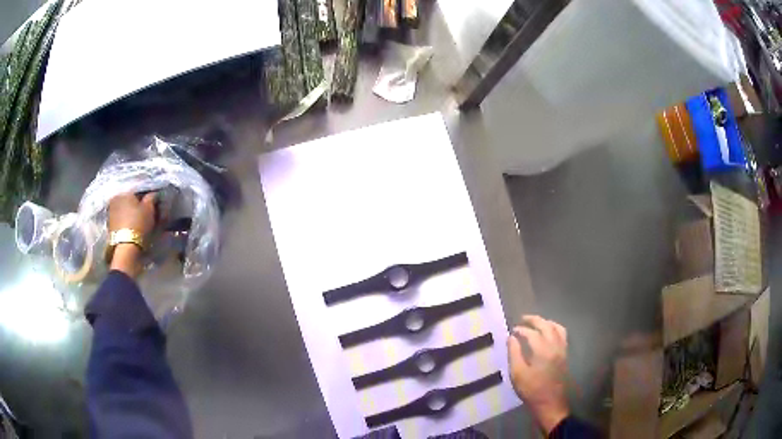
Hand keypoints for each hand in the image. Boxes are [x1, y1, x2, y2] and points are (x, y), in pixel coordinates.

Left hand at [108, 192, 156, 277]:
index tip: (152, 201)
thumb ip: (151, 198)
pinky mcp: (109, 224)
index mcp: (125, 191)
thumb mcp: (149, 209)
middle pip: (129, 198)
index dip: (146, 195)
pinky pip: (120, 218)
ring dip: (130, 212)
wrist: (125, 247)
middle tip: (146, 211)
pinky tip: (132, 226)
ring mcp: (110, 211)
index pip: (137, 189)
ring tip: (139, 220)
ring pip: (124, 208)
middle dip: (137, 203)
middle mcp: (116, 198)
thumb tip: (152, 193)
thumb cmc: (138, 223)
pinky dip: (126, 220)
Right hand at [507, 315, 568, 434]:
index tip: (512, 331)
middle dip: (534, 320)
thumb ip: (514, 353)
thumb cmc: (531, 390)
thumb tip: (511, 338)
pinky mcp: (565, 355)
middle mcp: (555, 346)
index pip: (532, 333)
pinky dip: (555, 328)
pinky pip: (562, 335)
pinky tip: (548, 333)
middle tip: (523, 319)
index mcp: (542, 350)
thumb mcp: (517, 374)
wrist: (550, 403)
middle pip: (546, 325)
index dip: (521, 330)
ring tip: (536, 323)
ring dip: (546, 322)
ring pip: (557, 328)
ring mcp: (562, 350)